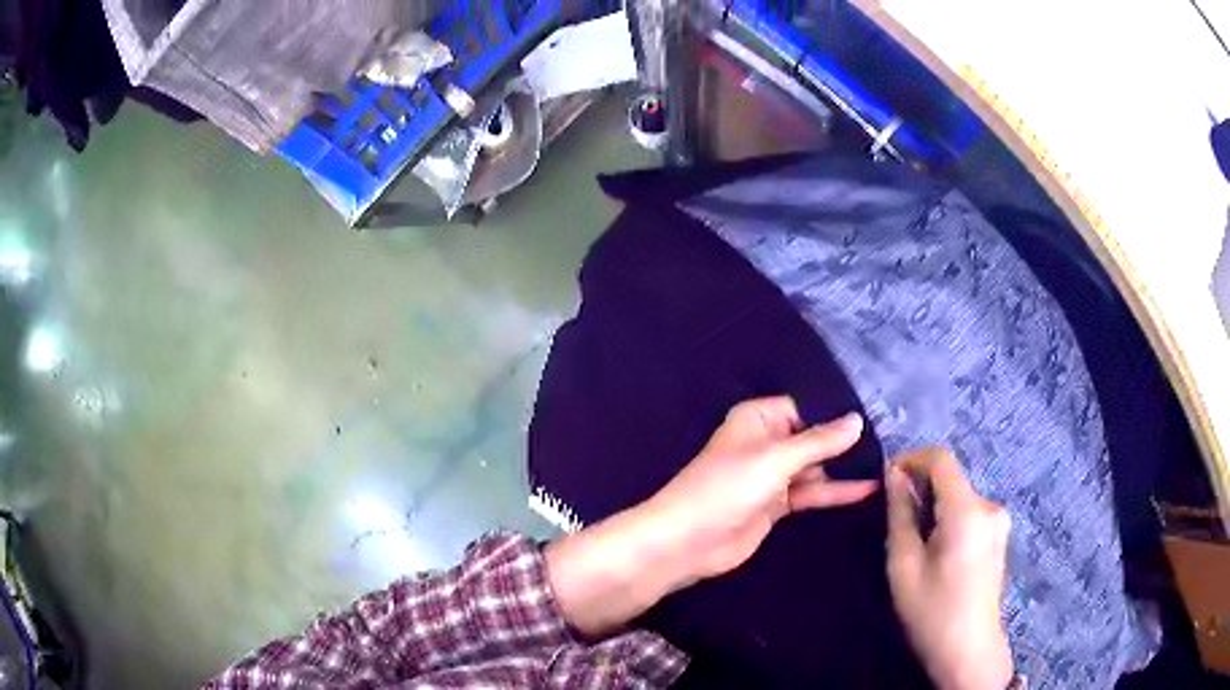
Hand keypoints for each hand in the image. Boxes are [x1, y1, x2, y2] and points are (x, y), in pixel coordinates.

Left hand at [547, 396, 876, 635]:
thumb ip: (819, 441)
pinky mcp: (777, 505)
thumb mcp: (776, 459)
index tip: (877, 414)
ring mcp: (772, 476)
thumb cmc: (727, 488)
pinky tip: (868, 490)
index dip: (836, 413)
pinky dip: (835, 492)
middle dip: (846, 441)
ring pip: (815, 467)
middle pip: (813, 437)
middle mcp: (767, 442)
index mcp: (759, 418)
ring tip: (888, 463)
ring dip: (844, 467)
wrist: (688, 542)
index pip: (806, 406)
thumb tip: (857, 419)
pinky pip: (812, 493)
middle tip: (891, 439)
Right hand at [886, 448, 1013, 689]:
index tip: (887, 480)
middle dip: (921, 490)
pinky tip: (938, 554)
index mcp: (967, 510)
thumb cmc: (932, 611)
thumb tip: (894, 475)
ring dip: (935, 508)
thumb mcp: (904, 565)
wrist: (969, 650)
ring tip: (915, 545)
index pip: (941, 459)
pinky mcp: (1000, 536)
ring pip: (959, 497)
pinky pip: (970, 513)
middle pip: (951, 479)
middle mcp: (989, 506)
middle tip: (896, 523)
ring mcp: (999, 521)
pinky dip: (949, 520)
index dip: (911, 459)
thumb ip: (900, 514)